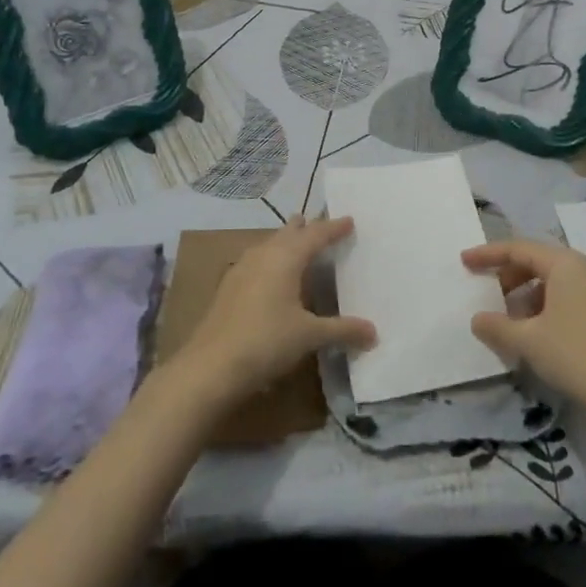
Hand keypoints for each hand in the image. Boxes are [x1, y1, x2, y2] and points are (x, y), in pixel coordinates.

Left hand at [172, 217, 375, 404]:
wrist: (211, 366)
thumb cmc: (266, 341)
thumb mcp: (309, 336)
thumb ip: (342, 330)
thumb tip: (374, 332)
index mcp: (286, 258)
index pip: (315, 235)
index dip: (333, 228)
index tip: (349, 220)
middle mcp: (263, 255)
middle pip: (288, 233)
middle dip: (305, 227)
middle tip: (320, 223)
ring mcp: (241, 269)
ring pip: (269, 245)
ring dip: (284, 242)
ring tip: (296, 243)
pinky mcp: (228, 287)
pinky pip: (256, 261)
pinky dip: (270, 260)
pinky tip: (270, 275)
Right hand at [464, 239, 585, 411]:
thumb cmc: (575, 354)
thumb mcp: (527, 341)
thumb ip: (496, 326)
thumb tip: (478, 320)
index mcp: (565, 264)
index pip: (518, 249)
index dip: (488, 255)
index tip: (464, 261)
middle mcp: (585, 268)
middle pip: (537, 261)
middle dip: (508, 275)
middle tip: (487, 293)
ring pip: (553, 281)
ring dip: (526, 294)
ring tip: (510, 319)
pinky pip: (567, 296)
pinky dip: (545, 305)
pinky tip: (535, 332)